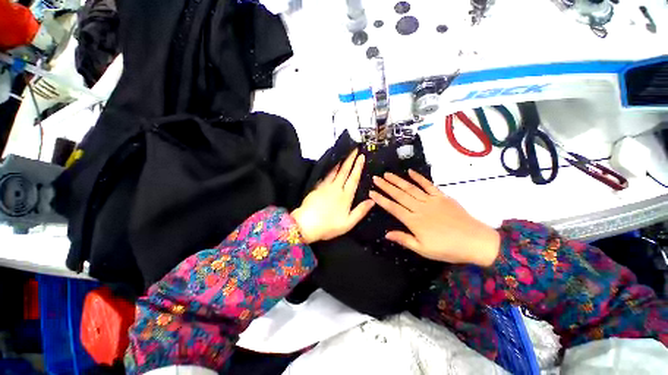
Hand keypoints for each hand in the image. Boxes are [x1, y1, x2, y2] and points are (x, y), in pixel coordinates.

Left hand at [291, 149, 374, 243]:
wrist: (306, 225)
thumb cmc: (328, 226)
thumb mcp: (348, 223)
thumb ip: (360, 211)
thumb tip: (372, 200)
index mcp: (345, 196)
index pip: (353, 178)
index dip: (358, 167)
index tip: (361, 156)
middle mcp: (336, 188)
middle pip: (344, 171)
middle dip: (350, 159)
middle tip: (354, 149)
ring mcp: (325, 186)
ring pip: (334, 171)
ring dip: (340, 162)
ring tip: (344, 154)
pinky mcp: (317, 187)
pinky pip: (326, 175)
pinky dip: (330, 169)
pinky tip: (331, 167)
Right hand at [369, 170, 499, 266]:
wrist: (476, 241)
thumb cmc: (447, 248)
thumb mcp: (423, 249)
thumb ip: (404, 239)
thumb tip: (386, 234)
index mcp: (414, 221)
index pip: (393, 207)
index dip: (381, 200)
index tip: (372, 192)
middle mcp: (420, 207)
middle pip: (399, 194)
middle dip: (386, 186)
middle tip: (376, 178)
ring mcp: (431, 200)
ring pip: (410, 188)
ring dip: (397, 180)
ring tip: (387, 174)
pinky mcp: (442, 196)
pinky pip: (428, 185)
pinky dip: (419, 178)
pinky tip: (410, 172)